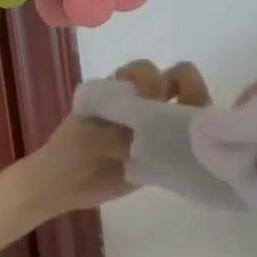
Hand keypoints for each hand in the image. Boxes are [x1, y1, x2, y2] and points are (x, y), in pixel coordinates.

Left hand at [27, 59, 211, 210]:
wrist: (62, 185)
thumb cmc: (70, 150)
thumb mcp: (90, 137)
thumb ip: (121, 134)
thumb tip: (153, 138)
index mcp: (120, 89)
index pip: (149, 71)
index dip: (154, 82)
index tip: (146, 102)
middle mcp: (141, 102)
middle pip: (178, 82)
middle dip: (186, 92)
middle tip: (177, 119)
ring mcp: (153, 127)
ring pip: (187, 109)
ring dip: (194, 117)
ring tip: (193, 136)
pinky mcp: (160, 154)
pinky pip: (185, 144)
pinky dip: (194, 145)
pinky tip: (194, 154)